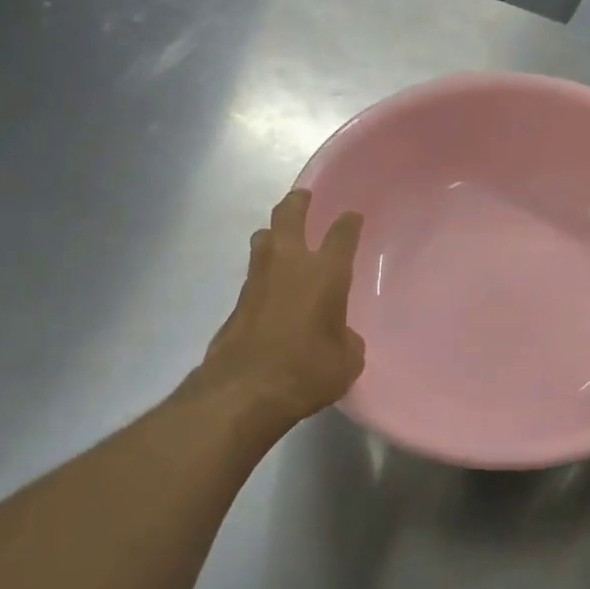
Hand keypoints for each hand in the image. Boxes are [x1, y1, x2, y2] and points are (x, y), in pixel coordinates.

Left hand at [193, 190, 365, 428]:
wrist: (244, 391)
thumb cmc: (307, 371)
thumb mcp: (346, 361)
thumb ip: (347, 339)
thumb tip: (340, 335)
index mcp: (325, 272)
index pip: (341, 233)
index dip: (349, 222)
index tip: (353, 217)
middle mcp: (289, 264)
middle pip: (289, 215)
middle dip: (298, 202)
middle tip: (304, 197)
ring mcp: (258, 279)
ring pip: (263, 238)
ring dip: (274, 232)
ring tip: (282, 238)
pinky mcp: (237, 301)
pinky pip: (254, 273)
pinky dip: (264, 271)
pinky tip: (272, 287)